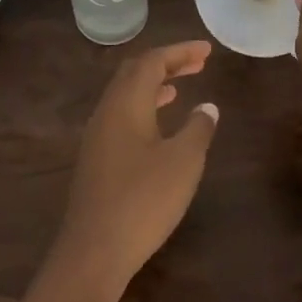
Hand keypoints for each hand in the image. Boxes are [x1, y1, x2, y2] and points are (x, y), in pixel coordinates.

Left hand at [52, 41, 219, 294]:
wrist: (94, 250)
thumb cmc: (144, 200)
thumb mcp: (183, 162)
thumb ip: (199, 129)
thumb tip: (207, 107)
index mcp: (126, 103)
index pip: (152, 61)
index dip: (180, 52)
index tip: (207, 51)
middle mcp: (106, 112)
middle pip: (134, 73)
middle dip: (166, 63)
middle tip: (197, 63)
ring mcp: (97, 136)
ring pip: (125, 95)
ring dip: (153, 85)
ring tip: (179, 87)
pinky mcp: (95, 159)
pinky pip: (120, 117)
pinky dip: (143, 107)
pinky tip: (158, 126)